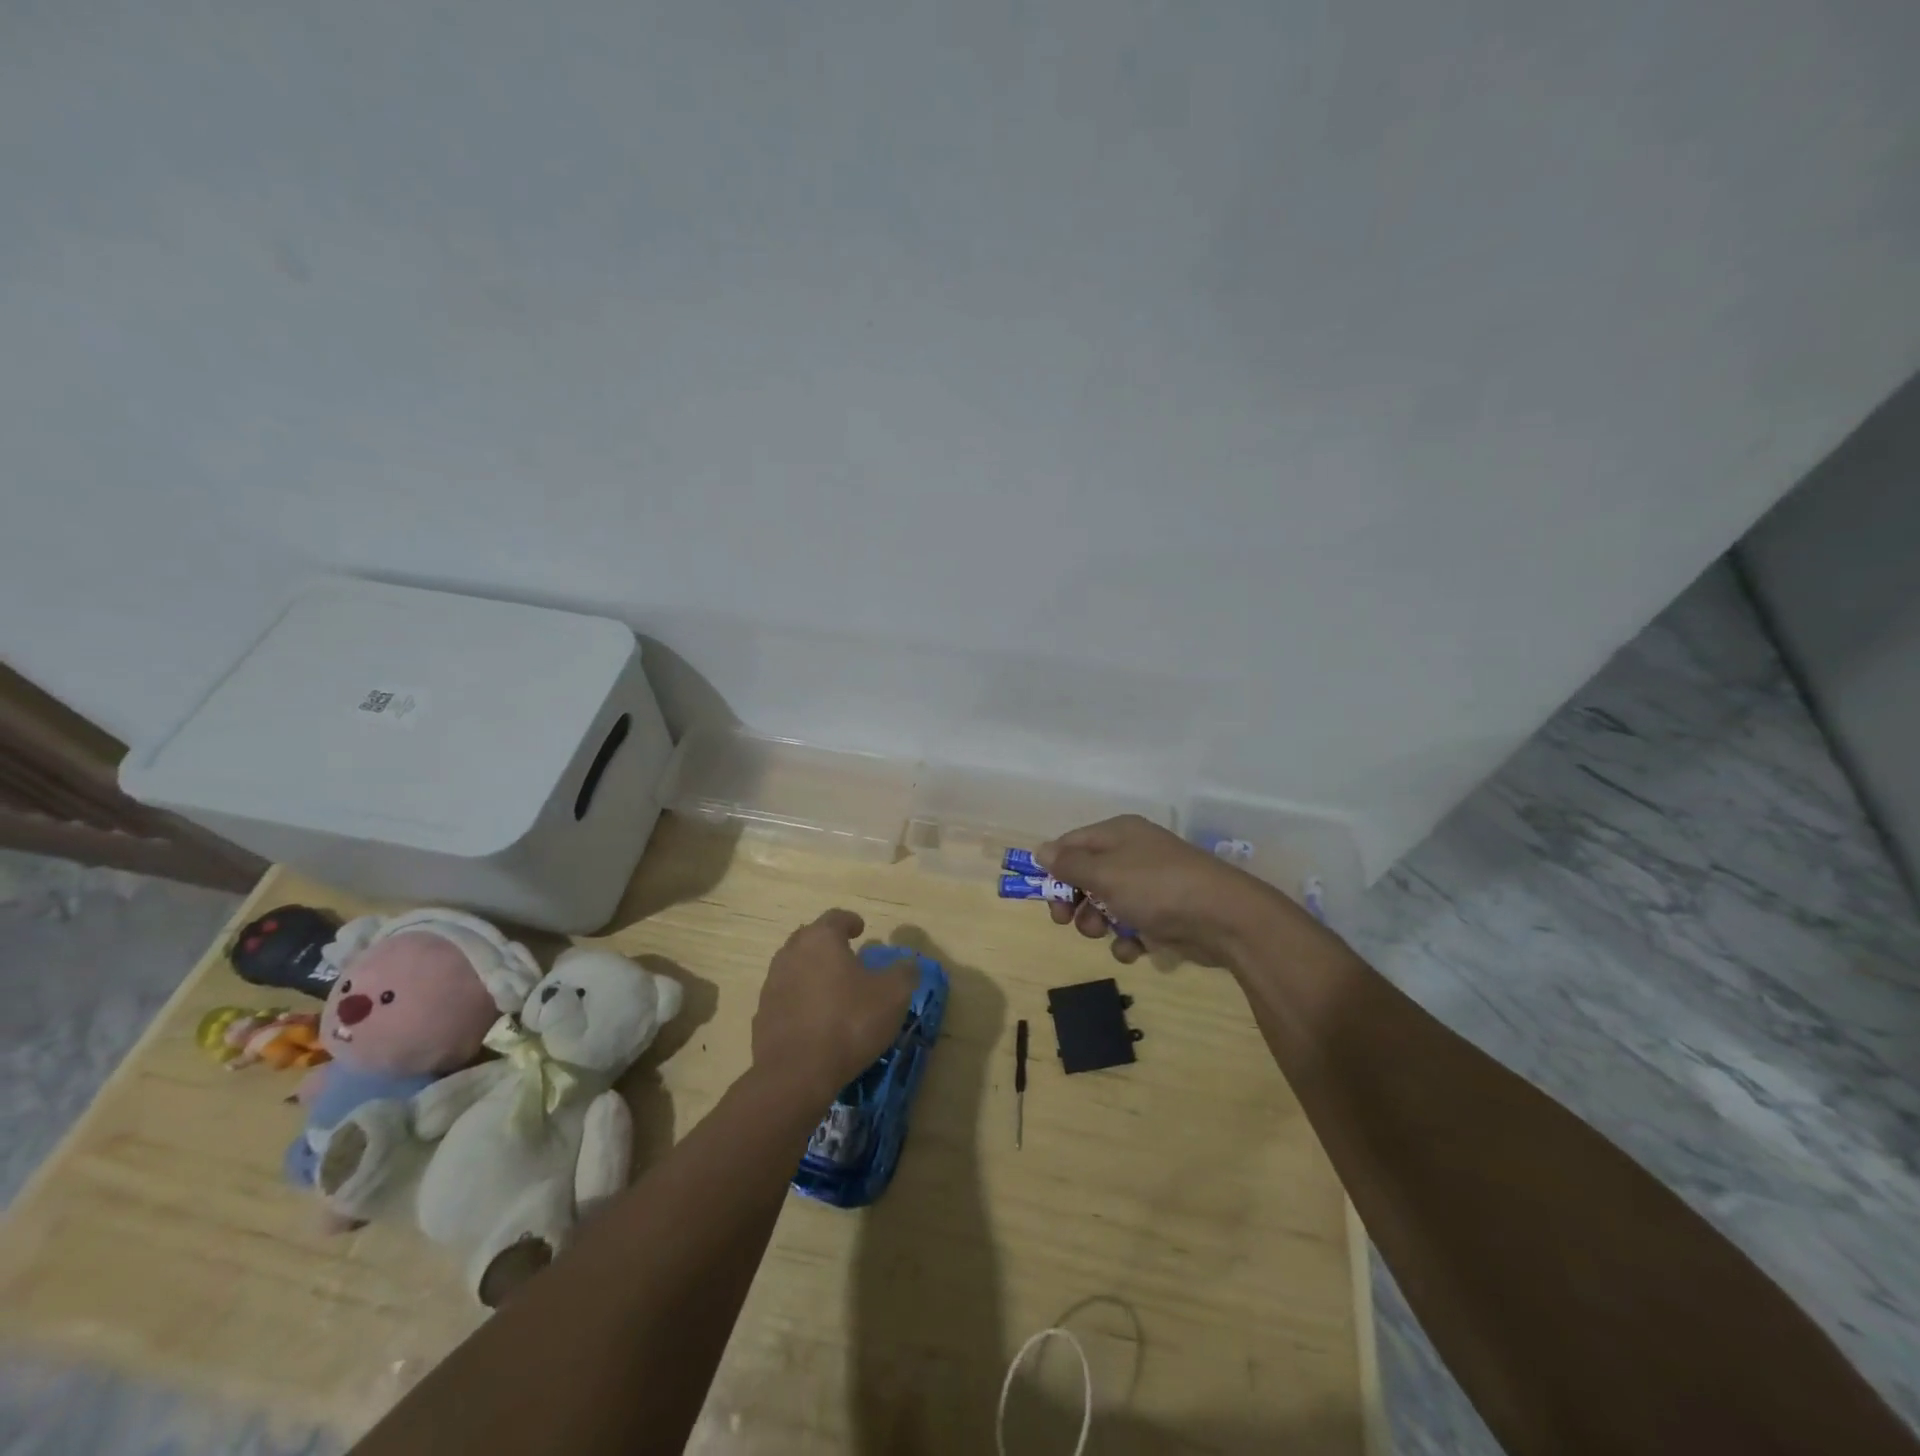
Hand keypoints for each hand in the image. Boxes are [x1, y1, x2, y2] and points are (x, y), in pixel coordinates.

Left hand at [751, 910, 916, 1104]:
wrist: (795, 1074)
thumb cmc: (848, 1022)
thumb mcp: (893, 995)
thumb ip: (904, 973)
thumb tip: (907, 965)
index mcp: (821, 939)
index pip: (836, 917)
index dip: (851, 921)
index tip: (861, 929)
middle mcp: (791, 953)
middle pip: (810, 938)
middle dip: (828, 944)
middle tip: (848, 957)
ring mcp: (772, 984)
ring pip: (795, 967)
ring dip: (812, 972)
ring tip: (832, 989)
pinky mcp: (762, 1015)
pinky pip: (786, 998)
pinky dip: (800, 1000)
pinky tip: (815, 1019)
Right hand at [1037, 815, 1284, 966]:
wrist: (1224, 918)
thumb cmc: (1156, 887)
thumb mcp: (1104, 874)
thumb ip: (1070, 864)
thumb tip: (1041, 850)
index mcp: (1118, 834)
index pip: (1072, 843)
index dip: (1055, 868)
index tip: (1044, 895)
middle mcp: (1133, 854)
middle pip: (1087, 876)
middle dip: (1074, 901)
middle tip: (1066, 921)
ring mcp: (1151, 885)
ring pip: (1107, 904)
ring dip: (1098, 923)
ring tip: (1104, 933)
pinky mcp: (1165, 914)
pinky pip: (1133, 925)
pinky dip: (1128, 939)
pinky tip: (1134, 949)